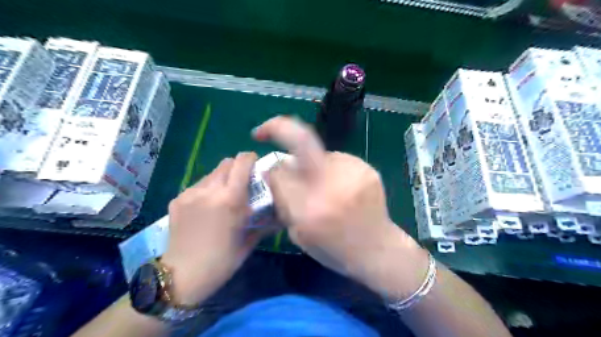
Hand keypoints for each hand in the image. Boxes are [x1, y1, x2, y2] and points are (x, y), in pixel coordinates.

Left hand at [163, 152, 263, 304]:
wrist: (182, 276)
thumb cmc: (223, 261)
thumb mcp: (249, 240)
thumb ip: (263, 219)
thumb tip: (279, 210)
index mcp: (231, 199)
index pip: (242, 162)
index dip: (251, 159)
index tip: (255, 165)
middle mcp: (209, 190)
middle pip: (226, 163)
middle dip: (237, 169)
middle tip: (241, 184)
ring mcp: (190, 193)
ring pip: (211, 174)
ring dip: (221, 180)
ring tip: (222, 199)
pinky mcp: (177, 199)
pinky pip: (198, 186)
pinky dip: (206, 190)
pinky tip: (205, 209)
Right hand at [251, 117, 425, 298]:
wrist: (377, 249)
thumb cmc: (334, 249)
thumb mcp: (298, 235)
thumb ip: (284, 201)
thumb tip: (275, 170)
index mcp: (310, 209)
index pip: (279, 172)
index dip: (271, 169)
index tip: (269, 168)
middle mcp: (332, 184)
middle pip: (302, 139)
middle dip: (278, 127)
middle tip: (264, 131)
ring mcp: (353, 172)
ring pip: (319, 154)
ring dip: (312, 164)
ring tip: (322, 186)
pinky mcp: (366, 168)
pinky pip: (337, 161)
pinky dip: (330, 170)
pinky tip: (339, 187)